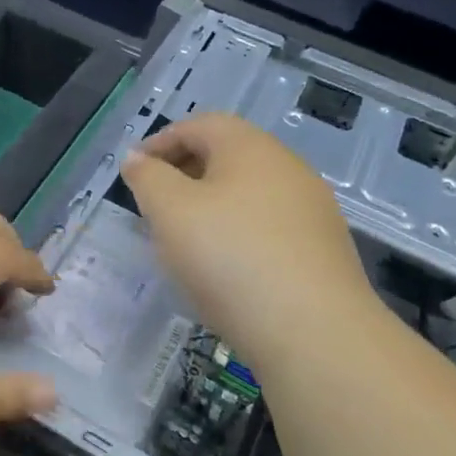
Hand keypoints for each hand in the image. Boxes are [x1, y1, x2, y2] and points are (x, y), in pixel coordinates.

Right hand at [119, 113, 376, 361]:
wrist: (313, 330)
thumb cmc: (228, 256)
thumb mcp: (169, 210)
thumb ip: (147, 177)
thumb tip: (138, 159)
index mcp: (249, 147)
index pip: (198, 125)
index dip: (159, 142)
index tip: (133, 171)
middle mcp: (287, 167)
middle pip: (227, 155)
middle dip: (184, 172)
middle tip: (153, 203)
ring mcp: (311, 208)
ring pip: (248, 192)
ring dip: (210, 204)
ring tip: (183, 238)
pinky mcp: (322, 248)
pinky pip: (267, 224)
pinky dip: (237, 232)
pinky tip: (224, 266)